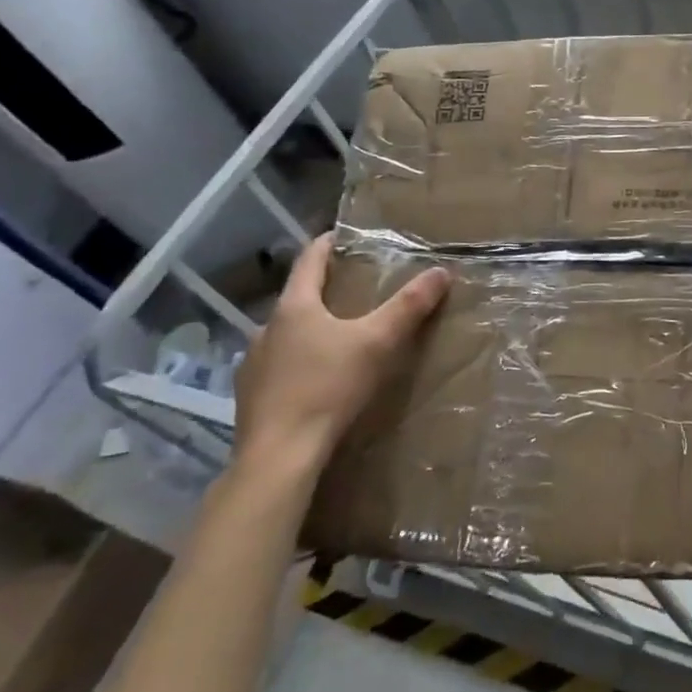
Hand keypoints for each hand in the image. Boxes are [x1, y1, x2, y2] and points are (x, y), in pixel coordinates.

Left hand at [231, 234, 449, 478]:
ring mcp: (253, 364)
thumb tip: (441, 271)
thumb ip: (409, 306)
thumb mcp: (378, 342)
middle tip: (355, 290)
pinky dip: (298, 362)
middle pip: (297, 297)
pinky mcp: (250, 396)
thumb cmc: (328, 387)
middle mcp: (266, 328)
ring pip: (286, 334)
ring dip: (310, 329)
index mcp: (294, 307)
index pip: (310, 260)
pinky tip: (316, 379)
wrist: (279, 456)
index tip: (344, 235)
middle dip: (325, 290)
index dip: (328, 244)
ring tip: (338, 337)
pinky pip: (278, 366)